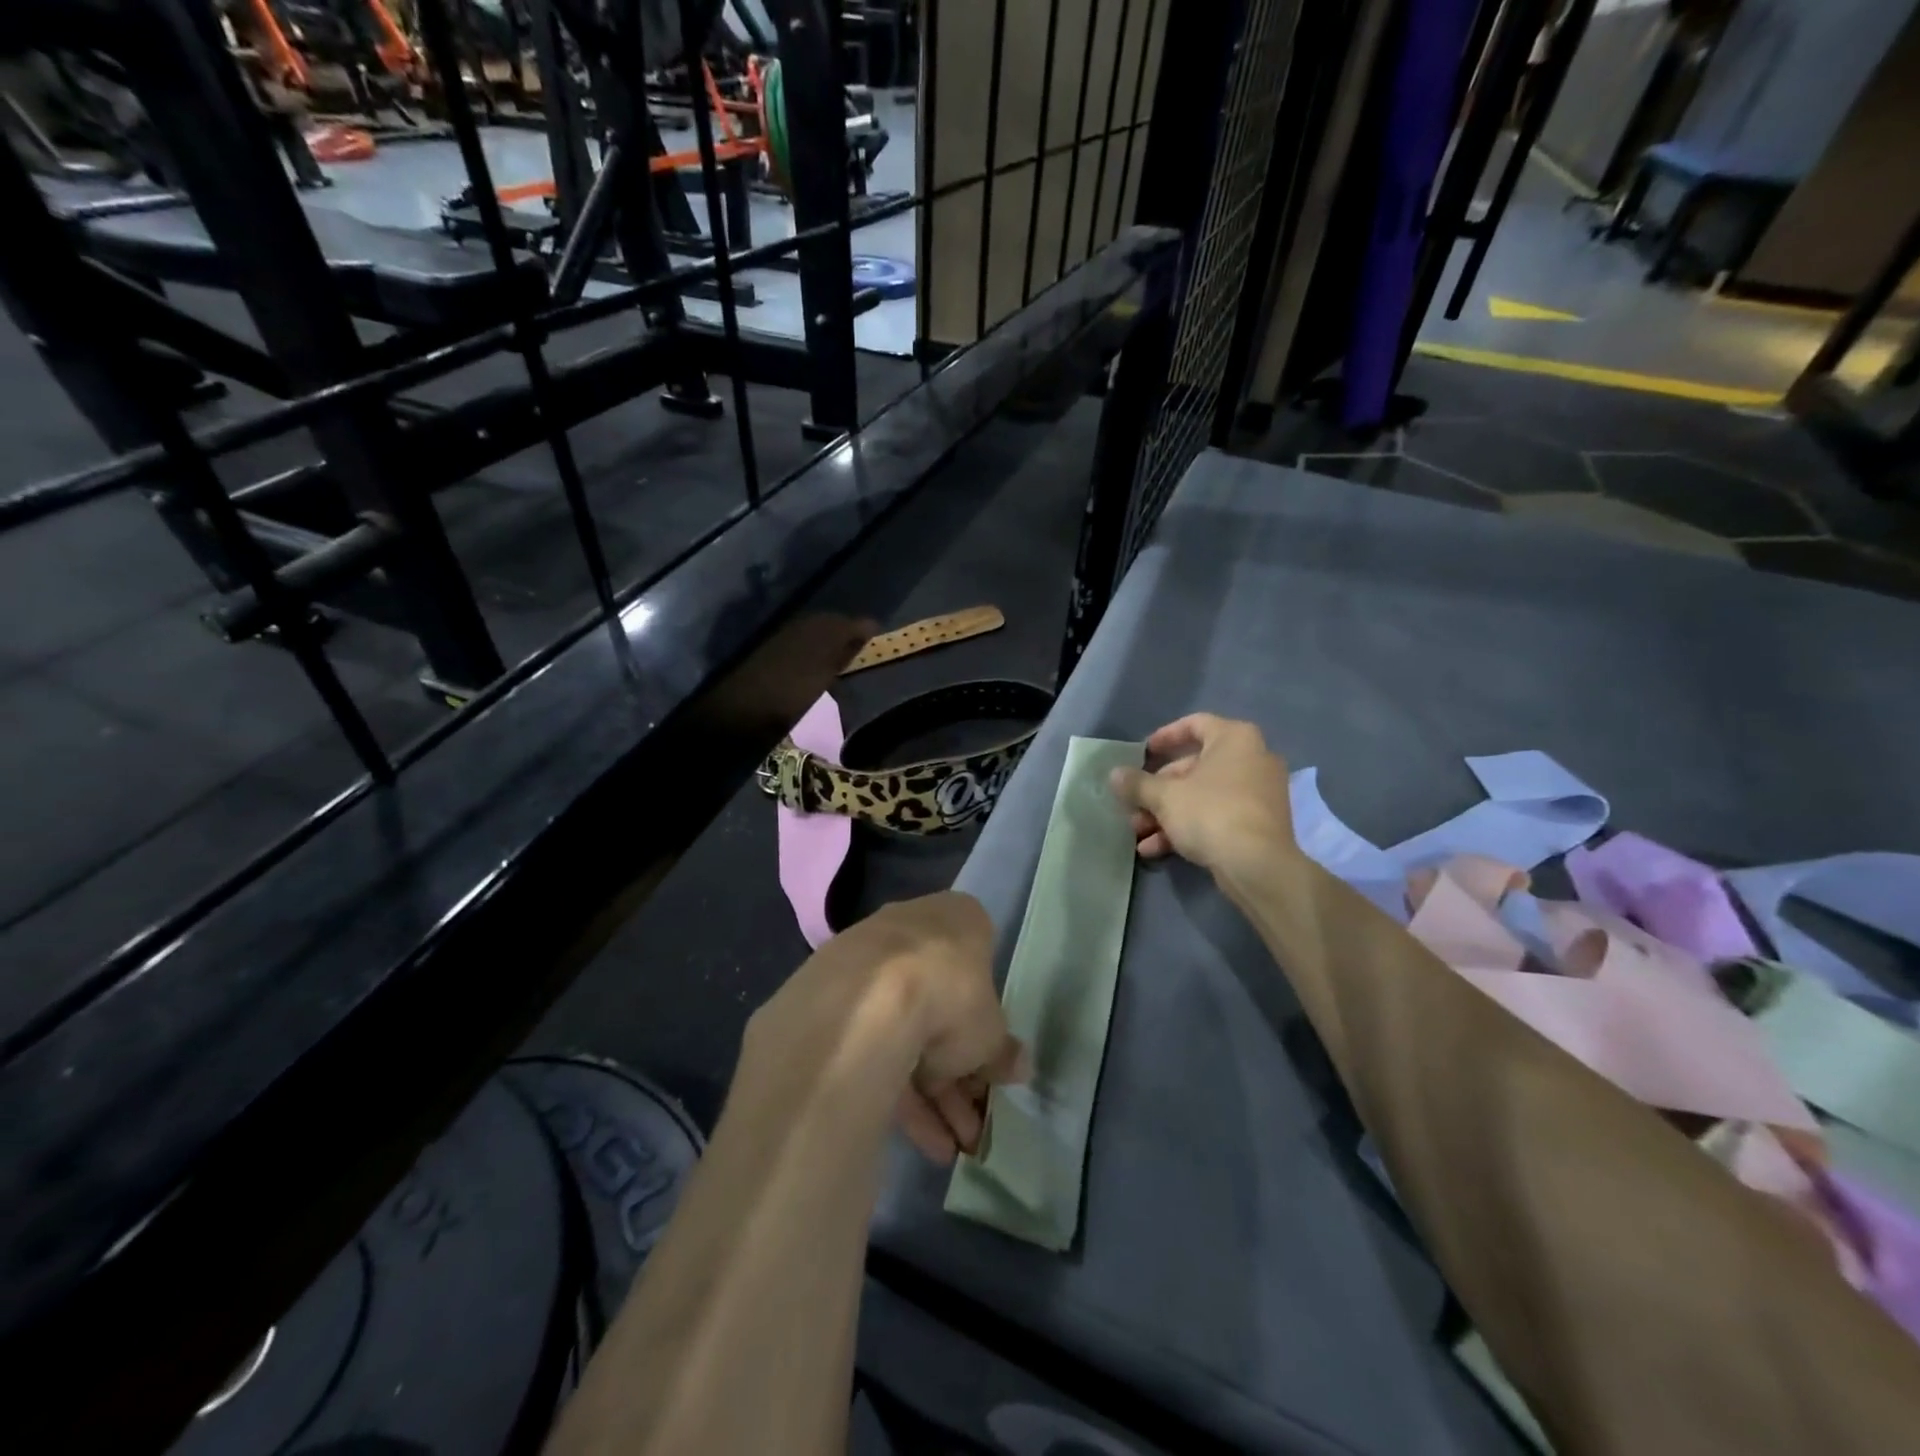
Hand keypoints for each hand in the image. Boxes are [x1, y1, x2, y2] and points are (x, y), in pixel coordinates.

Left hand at [759, 892, 1025, 1165]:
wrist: (865, 1002)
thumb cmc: (950, 996)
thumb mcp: (991, 1032)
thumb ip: (1002, 1050)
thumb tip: (1017, 1066)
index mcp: (957, 919)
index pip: (978, 965)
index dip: (986, 1022)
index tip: (991, 1064)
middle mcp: (908, 931)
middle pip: (938, 1005)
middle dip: (959, 1071)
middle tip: (975, 1122)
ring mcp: (866, 965)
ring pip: (904, 1033)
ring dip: (933, 1095)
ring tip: (954, 1150)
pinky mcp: (831, 1004)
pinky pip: (873, 1050)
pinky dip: (898, 1094)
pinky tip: (922, 1144)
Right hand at [1109, 714, 1295, 874]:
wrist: (1258, 866)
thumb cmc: (1210, 813)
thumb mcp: (1164, 797)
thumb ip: (1137, 783)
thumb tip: (1114, 775)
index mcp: (1234, 739)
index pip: (1194, 724)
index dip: (1164, 737)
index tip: (1142, 754)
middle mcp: (1252, 759)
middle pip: (1193, 767)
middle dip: (1157, 790)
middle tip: (1134, 806)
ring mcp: (1258, 794)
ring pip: (1202, 796)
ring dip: (1166, 813)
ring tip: (1139, 832)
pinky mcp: (1258, 824)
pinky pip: (1217, 816)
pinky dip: (1188, 827)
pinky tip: (1156, 849)